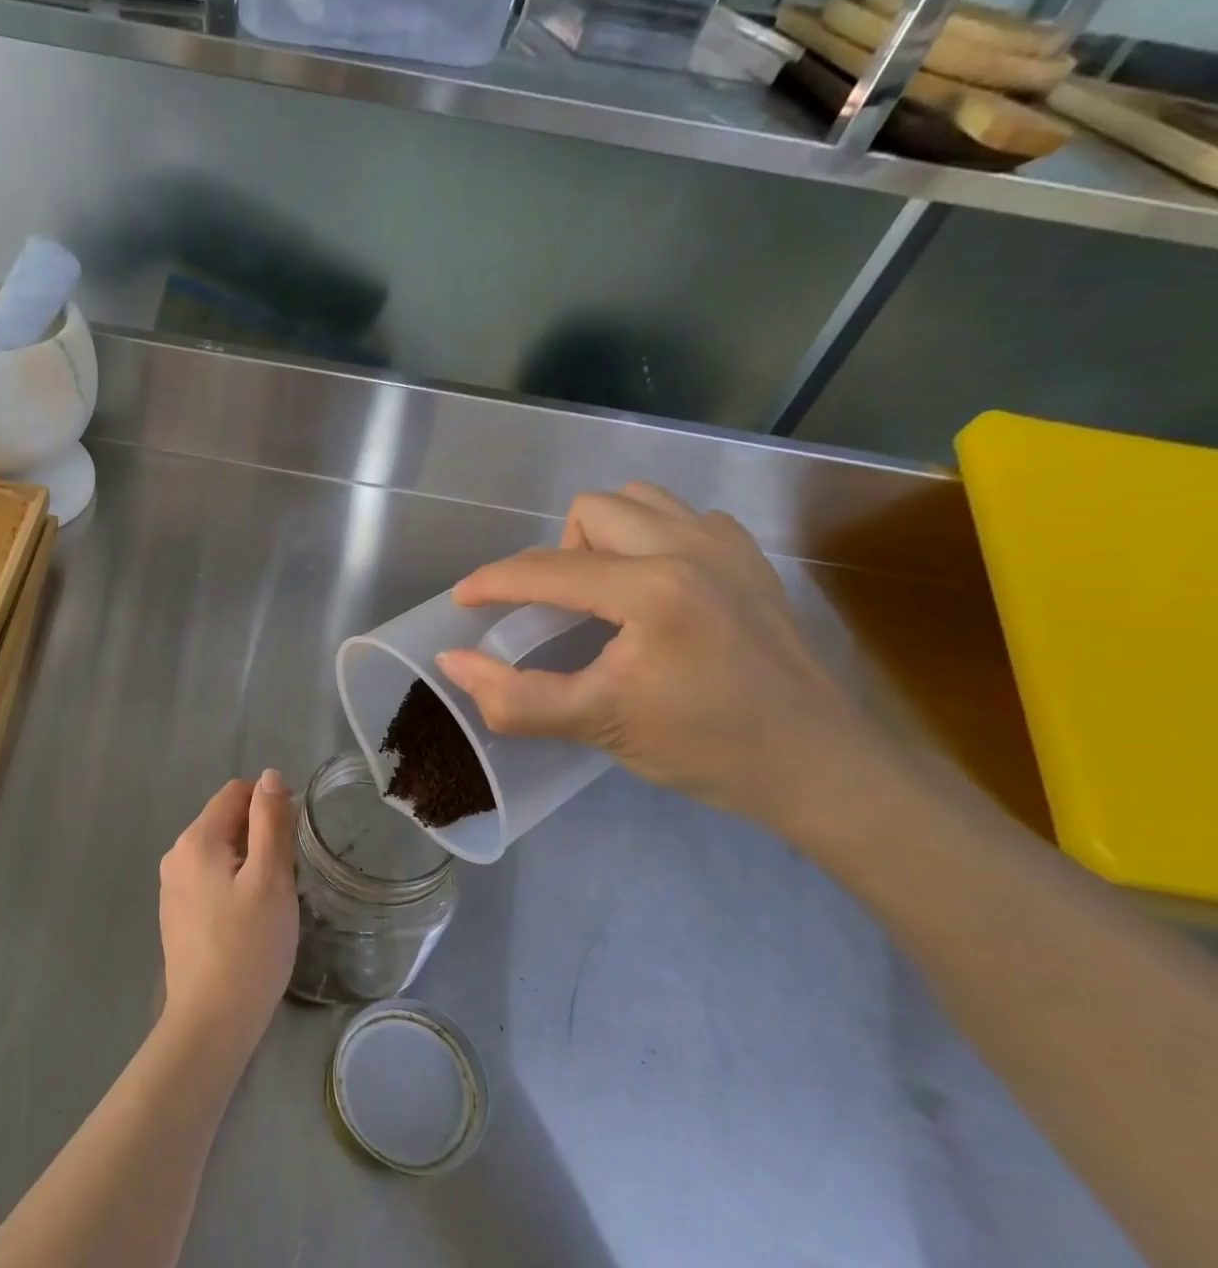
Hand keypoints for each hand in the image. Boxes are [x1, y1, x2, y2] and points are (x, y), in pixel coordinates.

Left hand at [157, 771, 298, 1055]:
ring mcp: (172, 887)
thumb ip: (270, 820)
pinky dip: (233, 885)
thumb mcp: (271, 877)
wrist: (211, 1022)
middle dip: (260, 836)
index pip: (236, 793)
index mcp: (196, 839)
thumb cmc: (249, 946)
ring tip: (270, 901)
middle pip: (226, 821)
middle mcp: (176, 855)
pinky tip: (248, 920)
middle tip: (286, 877)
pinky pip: (210, 879)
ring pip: (220, 852)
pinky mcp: (176, 914)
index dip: (269, 805)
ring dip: (249, 862)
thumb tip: (269, 776)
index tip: (293, 840)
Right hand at [435, 483, 877, 826]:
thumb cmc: (703, 748)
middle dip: (557, 555)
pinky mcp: (752, 559)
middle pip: (591, 511)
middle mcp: (690, 547)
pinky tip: (656, 589)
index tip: (463, 600)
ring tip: (604, 592)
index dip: (492, 582)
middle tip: (558, 610)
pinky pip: (684, 518)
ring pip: (639, 501)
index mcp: (651, 588)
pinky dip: (653, 540)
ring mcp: (729, 546)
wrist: (816, 766)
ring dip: (604, 537)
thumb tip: (452, 662)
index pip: (547, 569)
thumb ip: (513, 697)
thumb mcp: (597, 725)